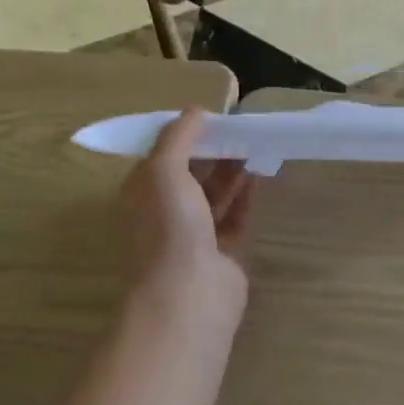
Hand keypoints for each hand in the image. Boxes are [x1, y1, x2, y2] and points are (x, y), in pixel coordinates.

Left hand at [121, 109, 255, 332]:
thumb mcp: (163, 170)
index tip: (213, 116)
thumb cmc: (169, 227)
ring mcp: (194, 235)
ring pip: (214, 195)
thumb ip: (178, 137)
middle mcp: (165, 213)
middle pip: (191, 174)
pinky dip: (246, 196)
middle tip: (242, 128)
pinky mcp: (222, 252)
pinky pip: (235, 216)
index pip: (162, 156)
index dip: (185, 134)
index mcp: (143, 194)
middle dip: (213, 151)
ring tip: (256, 145)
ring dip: (232, 171)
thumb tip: (196, 110)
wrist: (189, 294)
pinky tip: (261, 175)